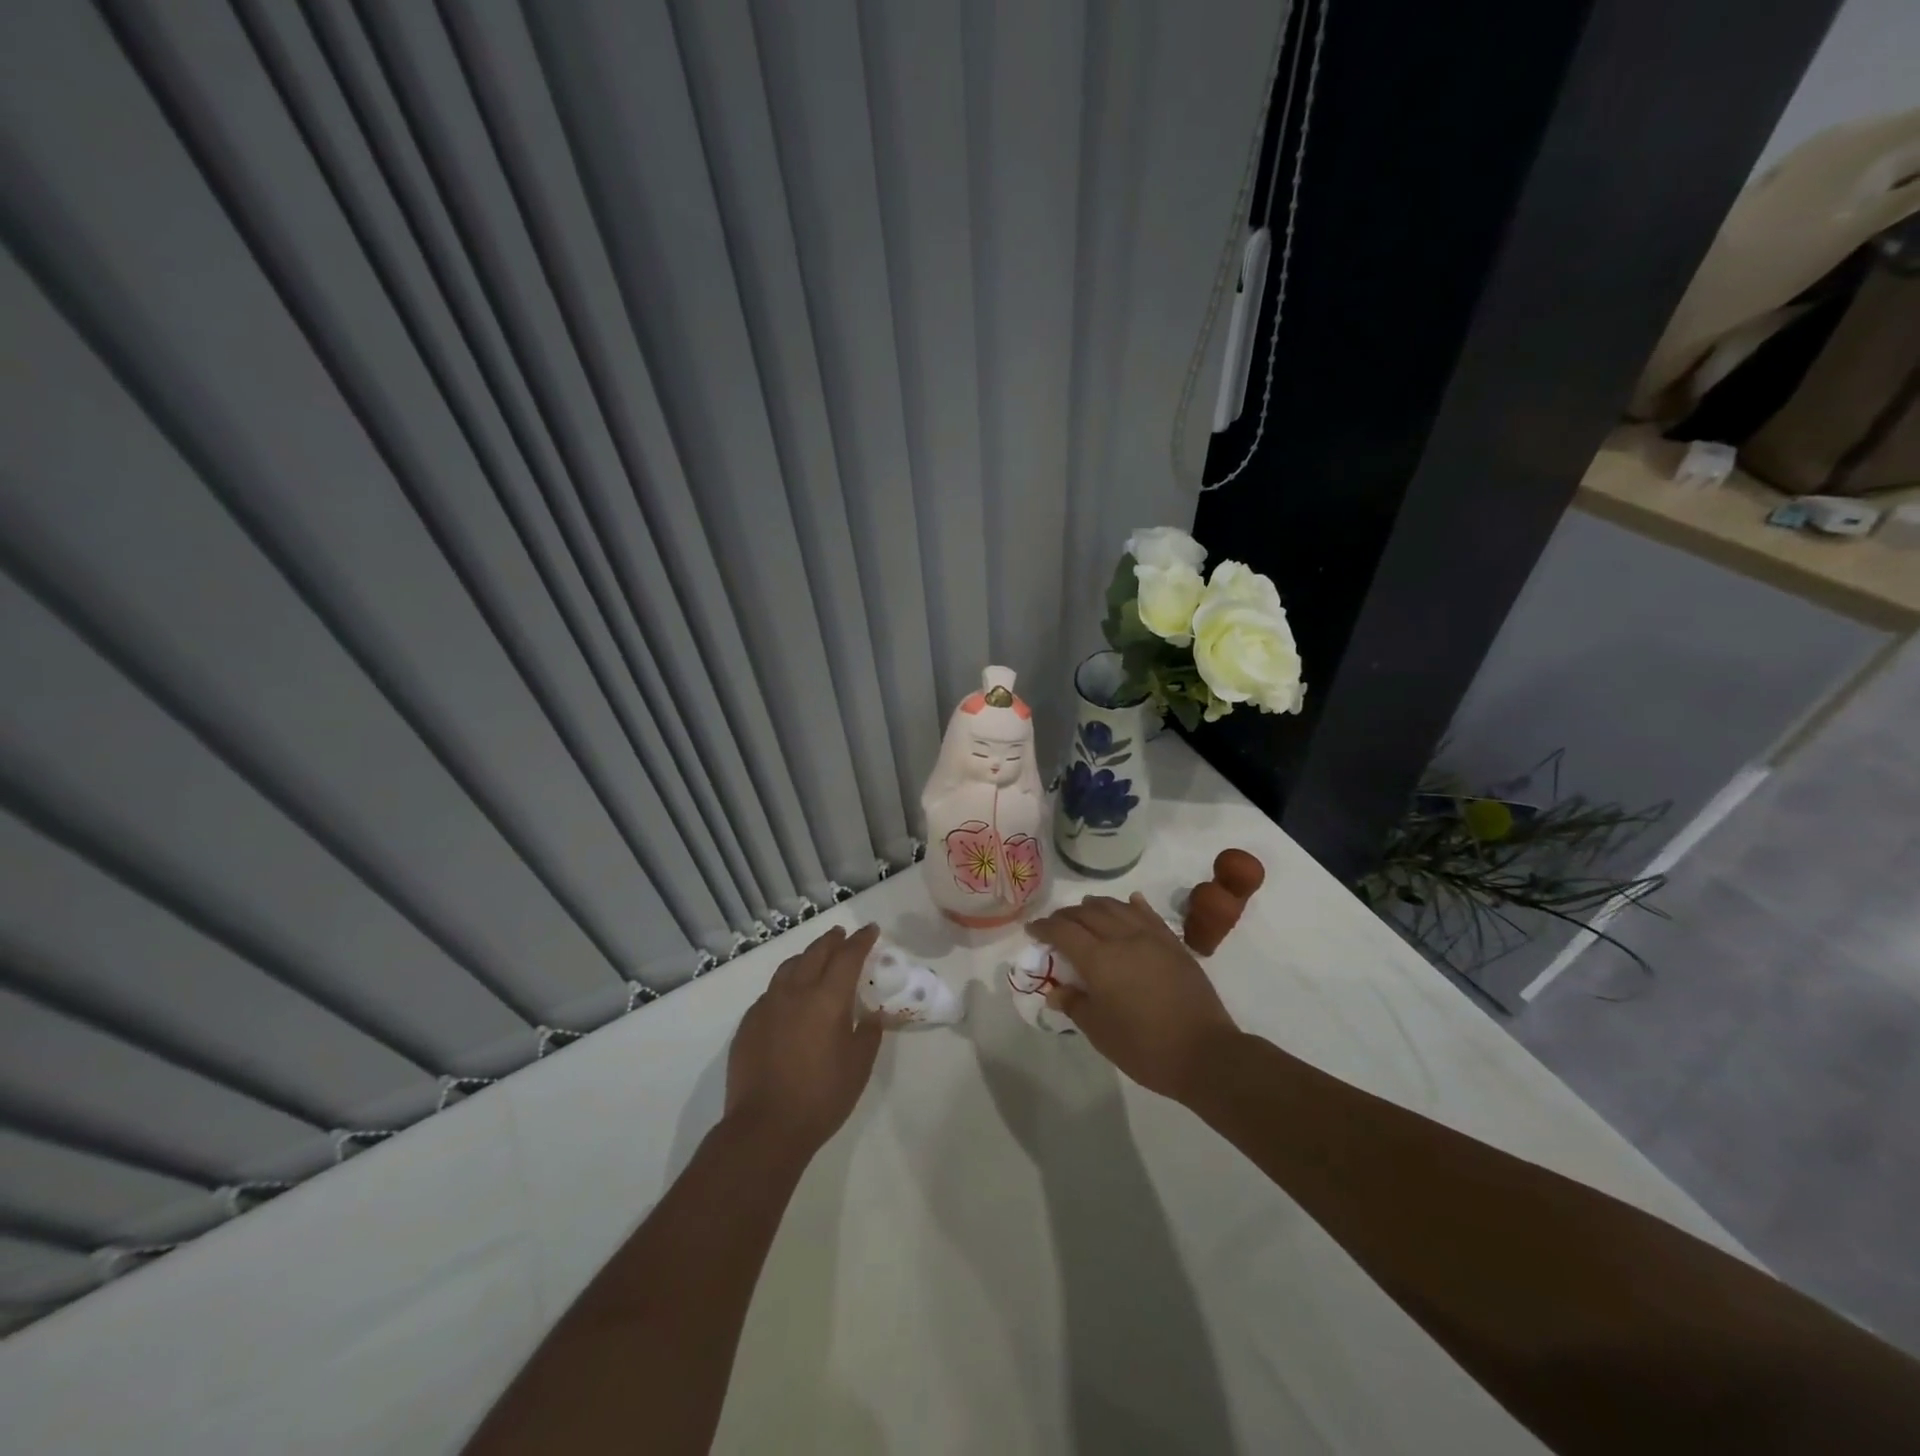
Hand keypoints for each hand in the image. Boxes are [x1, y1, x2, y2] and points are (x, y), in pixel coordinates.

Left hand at [725, 923, 882, 1155]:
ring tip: (816, 958)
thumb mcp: (859, 1066)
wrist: (765, 1128)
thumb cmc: (821, 1097)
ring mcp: (767, 1005)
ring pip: (788, 967)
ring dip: (806, 957)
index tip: (870, 930)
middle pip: (815, 953)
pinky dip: (786, 984)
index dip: (861, 940)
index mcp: (827, 998)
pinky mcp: (748, 1023)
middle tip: (842, 935)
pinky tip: (789, 997)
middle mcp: (795, 992)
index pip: (848, 956)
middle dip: (832, 940)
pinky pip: (770, 992)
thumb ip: (868, 1033)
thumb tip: (871, 1014)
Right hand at [1029, 894, 1241, 1102]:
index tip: (1032, 930)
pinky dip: (1134, 905)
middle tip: (1055, 925)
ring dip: (1096, 906)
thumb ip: (1075, 1004)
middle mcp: (1123, 939)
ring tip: (1085, 910)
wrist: (1205, 1053)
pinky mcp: (1174, 944)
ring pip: (1118, 907)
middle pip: (1088, 914)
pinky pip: (1149, 914)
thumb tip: (1056, 990)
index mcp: (1099, 960)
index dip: (1044, 927)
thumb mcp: (1100, 1032)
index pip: (1063, 932)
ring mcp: (1152, 938)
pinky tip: (1130, 902)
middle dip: (1066, 916)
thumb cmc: (1145, 1048)